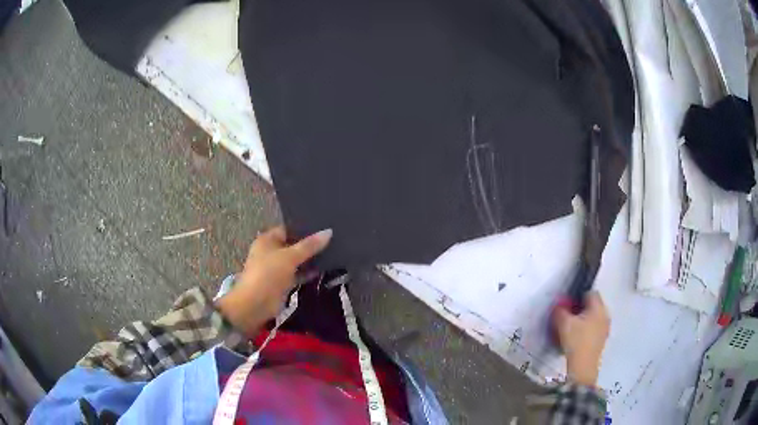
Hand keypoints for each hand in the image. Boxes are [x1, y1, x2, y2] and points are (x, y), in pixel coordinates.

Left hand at [216, 226, 331, 333]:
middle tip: (332, 239)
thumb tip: (329, 231)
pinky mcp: (283, 283)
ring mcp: (276, 268)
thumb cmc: (269, 273)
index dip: (303, 228)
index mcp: (267, 240)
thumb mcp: (290, 256)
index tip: (323, 226)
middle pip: (293, 244)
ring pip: (296, 260)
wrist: (257, 304)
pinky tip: (324, 269)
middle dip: (309, 244)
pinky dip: (308, 273)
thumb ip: (309, 245)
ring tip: (333, 252)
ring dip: (310, 259)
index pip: (287, 229)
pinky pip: (298, 274)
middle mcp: (271, 252)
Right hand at [553, 291, 609, 386]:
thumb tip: (558, 306)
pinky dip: (586, 330)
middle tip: (568, 317)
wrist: (583, 367)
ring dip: (583, 320)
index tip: (568, 305)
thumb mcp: (563, 324)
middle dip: (580, 309)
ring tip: (571, 329)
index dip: (578, 296)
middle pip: (593, 305)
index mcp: (598, 308)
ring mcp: (605, 328)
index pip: (591, 292)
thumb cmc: (576, 341)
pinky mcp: (602, 340)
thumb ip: (560, 311)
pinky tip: (576, 339)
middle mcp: (605, 315)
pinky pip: (594, 328)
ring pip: (593, 318)